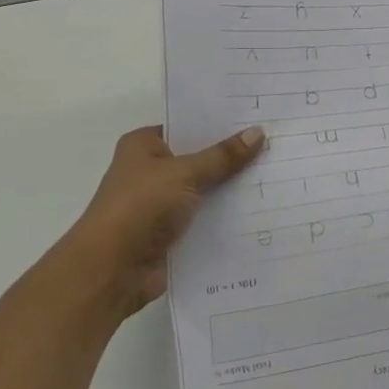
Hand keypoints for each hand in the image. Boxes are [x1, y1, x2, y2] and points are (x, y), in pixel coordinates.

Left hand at [60, 124, 266, 320]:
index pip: (188, 125)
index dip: (221, 122)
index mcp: (144, 145)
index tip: (258, 117)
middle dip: (232, 156)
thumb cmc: (140, 207)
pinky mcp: (171, 234)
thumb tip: (258, 133)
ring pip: (206, 190)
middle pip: (200, 158)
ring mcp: (161, 204)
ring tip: (277, 174)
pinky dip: (226, 217)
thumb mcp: (185, 173)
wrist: (111, 271)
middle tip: (276, 144)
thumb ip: (222, 156)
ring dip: (232, 189)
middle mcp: (151, 171)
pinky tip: (261, 210)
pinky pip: (206, 219)